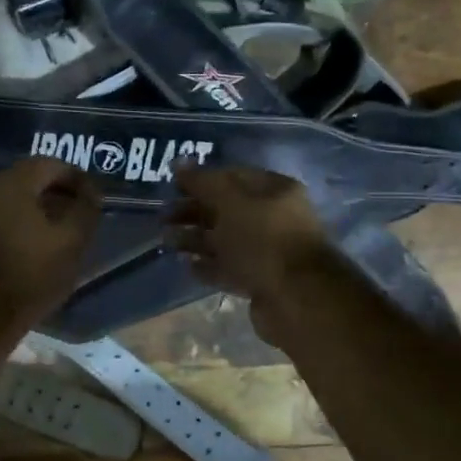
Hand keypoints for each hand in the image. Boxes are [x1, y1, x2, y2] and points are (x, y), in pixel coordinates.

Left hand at [0, 157, 103, 326]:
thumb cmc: (33, 271)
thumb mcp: (73, 239)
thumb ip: (86, 208)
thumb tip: (92, 192)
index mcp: (15, 183)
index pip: (51, 164)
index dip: (77, 177)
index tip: (93, 197)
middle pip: (31, 177)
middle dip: (59, 190)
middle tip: (80, 210)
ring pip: (16, 197)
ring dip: (41, 206)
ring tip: (63, 228)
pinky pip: (4, 214)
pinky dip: (24, 220)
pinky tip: (39, 241)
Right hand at [164, 165, 337, 335]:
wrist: (295, 297)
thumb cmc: (263, 239)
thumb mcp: (230, 202)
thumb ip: (203, 182)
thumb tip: (179, 163)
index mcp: (275, 190)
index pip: (232, 176)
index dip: (201, 179)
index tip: (172, 186)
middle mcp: (274, 217)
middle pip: (227, 209)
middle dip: (195, 211)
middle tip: (164, 217)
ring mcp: (269, 251)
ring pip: (226, 240)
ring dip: (196, 239)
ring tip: (167, 242)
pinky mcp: (261, 280)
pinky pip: (230, 268)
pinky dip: (209, 266)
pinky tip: (187, 266)